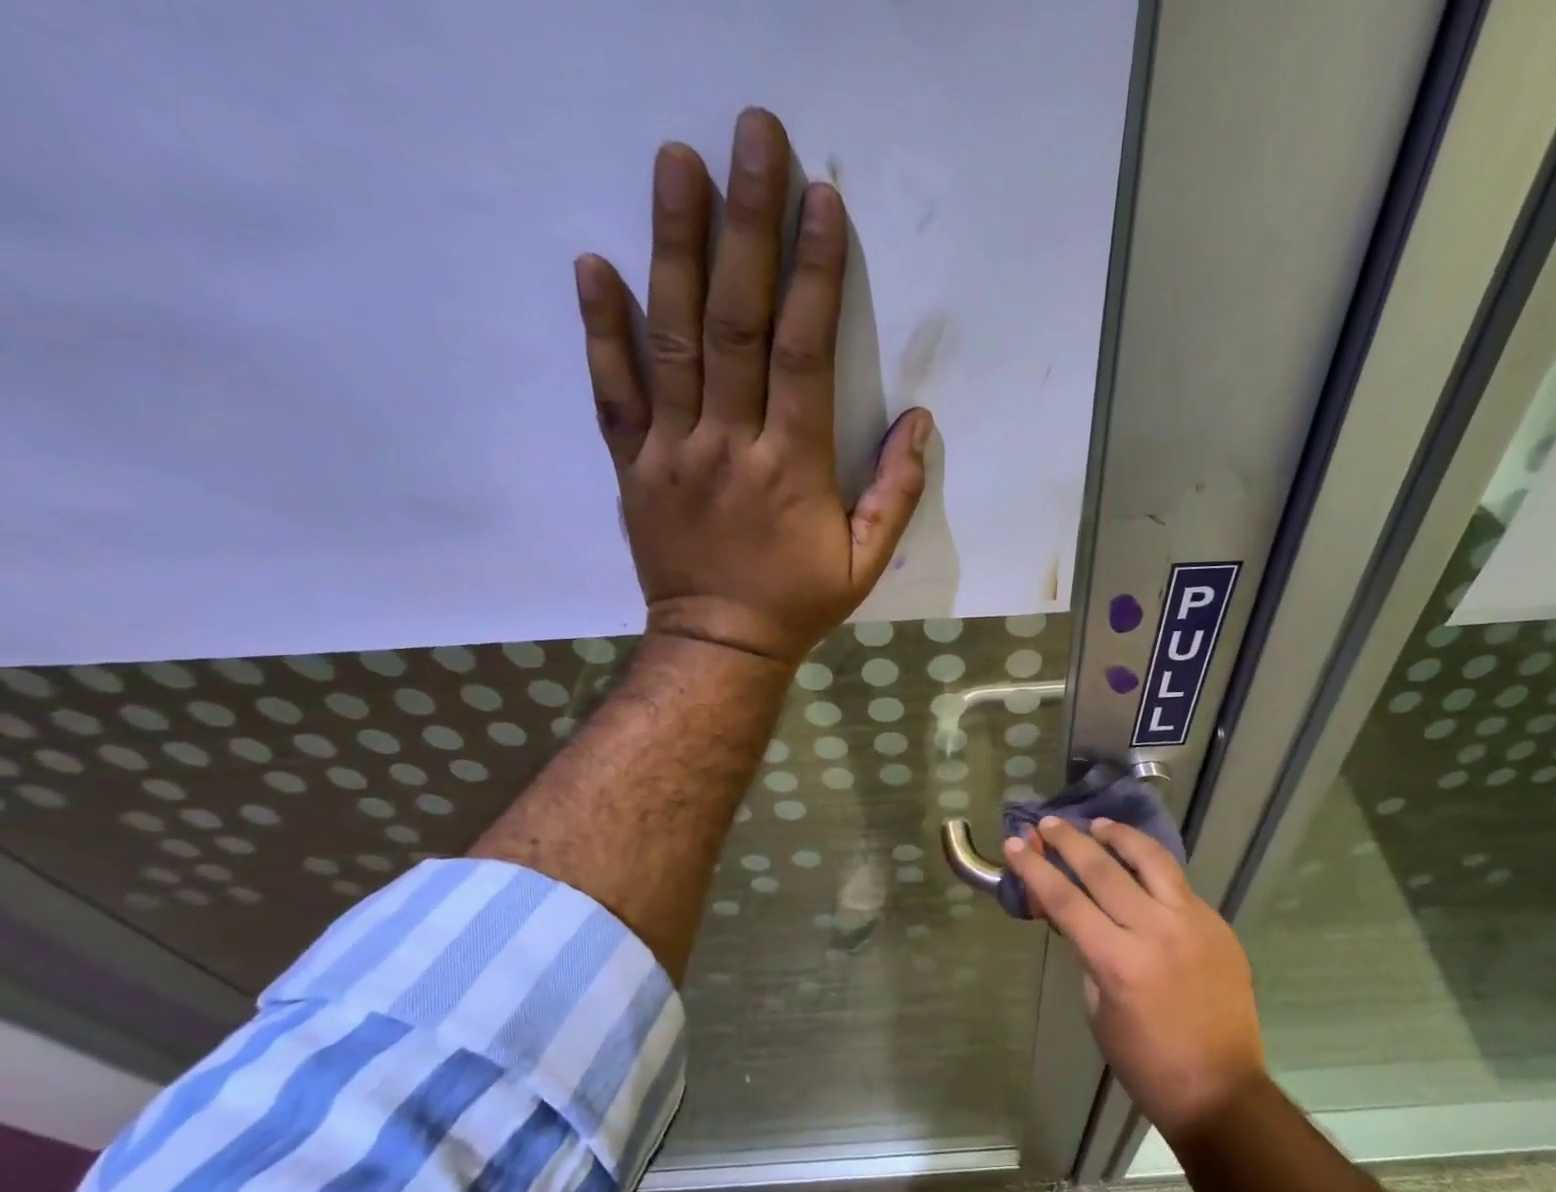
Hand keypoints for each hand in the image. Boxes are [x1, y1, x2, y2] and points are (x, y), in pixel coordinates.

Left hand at [574, 107, 932, 667]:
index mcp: (792, 468)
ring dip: (673, 248)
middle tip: (751, 137)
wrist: (719, 647)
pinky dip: (600, 329)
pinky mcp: (632, 465)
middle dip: (747, 226)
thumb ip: (895, 493)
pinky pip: (612, 393)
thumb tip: (921, 423)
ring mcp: (671, 451)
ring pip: (671, 340)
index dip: (813, 275)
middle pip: (735, 324)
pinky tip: (593, 262)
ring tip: (676, 163)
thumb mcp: (865, 562)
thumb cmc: (798, 604)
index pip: (803, 354)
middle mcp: (728, 445)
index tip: (820, 202)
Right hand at [1006, 818, 1268, 1141]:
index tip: (1014, 845)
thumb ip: (1087, 954)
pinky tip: (1138, 861)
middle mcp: (1156, 931)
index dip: (1035, 869)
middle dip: (1069, 841)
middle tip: (1048, 823)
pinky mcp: (1217, 924)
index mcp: (1119, 961)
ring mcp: (1192, 922)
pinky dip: (1151, 864)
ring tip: (1099, 825)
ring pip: (1151, 860)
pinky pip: (1178, 882)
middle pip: (1103, 870)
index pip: (1066, 900)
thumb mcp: (1099, 1009)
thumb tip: (1077, 917)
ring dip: (1119, 836)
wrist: (1222, 1089)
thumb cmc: (1147, 1063)